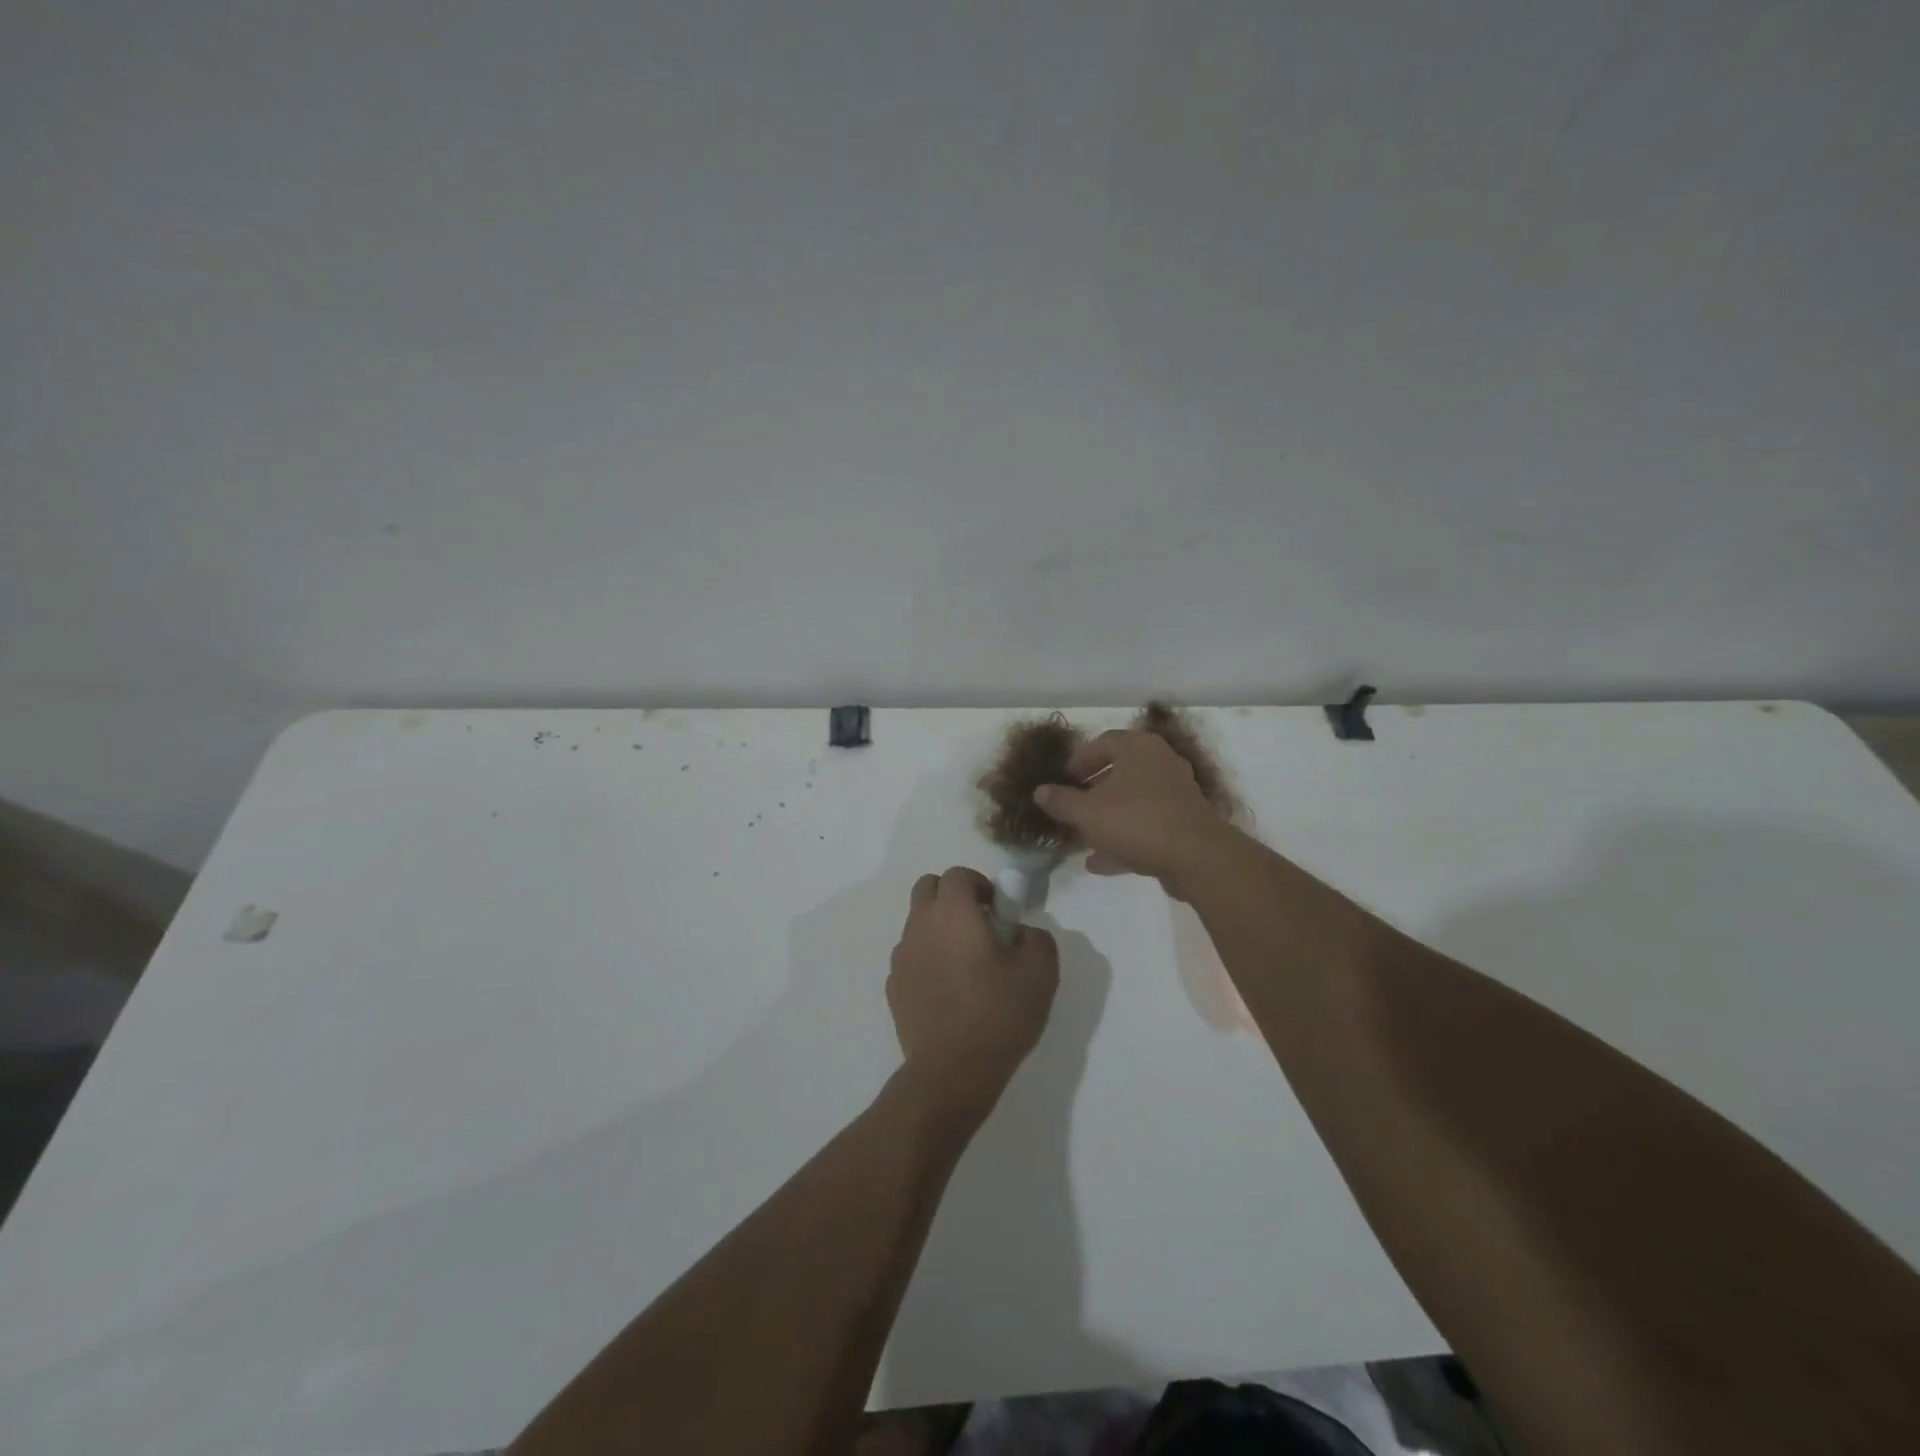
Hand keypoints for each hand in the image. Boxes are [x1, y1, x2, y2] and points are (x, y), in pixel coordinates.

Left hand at [888, 867, 1057, 1118]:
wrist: (953, 1070)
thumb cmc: (999, 1013)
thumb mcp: (1040, 971)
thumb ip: (1036, 937)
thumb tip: (1021, 932)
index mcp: (953, 912)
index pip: (957, 874)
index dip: (979, 884)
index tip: (997, 909)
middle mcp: (920, 925)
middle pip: (927, 888)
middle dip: (951, 896)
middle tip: (978, 924)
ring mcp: (901, 956)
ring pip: (916, 922)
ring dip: (937, 928)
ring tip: (964, 962)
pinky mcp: (893, 986)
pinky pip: (910, 957)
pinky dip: (926, 959)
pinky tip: (947, 989)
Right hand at [1033, 730, 1237, 897]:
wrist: (1197, 857)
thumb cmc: (1136, 821)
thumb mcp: (1087, 812)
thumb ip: (1061, 801)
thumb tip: (1040, 791)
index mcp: (1138, 747)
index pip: (1103, 742)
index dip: (1079, 760)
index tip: (1063, 780)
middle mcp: (1161, 762)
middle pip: (1119, 772)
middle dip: (1092, 792)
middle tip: (1071, 807)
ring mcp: (1176, 793)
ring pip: (1133, 801)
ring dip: (1107, 818)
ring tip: (1081, 838)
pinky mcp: (1184, 822)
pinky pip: (1146, 824)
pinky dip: (1124, 838)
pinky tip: (1100, 862)